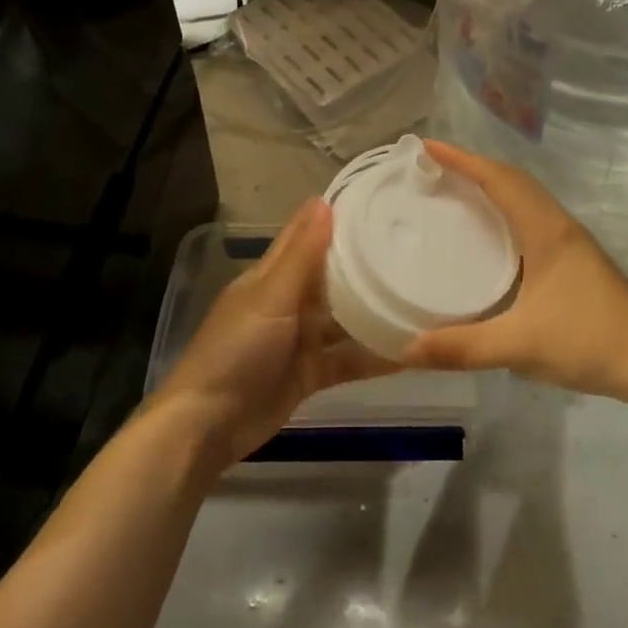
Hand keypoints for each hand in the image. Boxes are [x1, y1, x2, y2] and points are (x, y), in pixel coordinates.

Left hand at [152, 198, 393, 467]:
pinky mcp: (310, 373)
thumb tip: (323, 201)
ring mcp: (299, 339)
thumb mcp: (270, 298)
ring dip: (373, 311)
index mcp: (271, 277)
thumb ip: (302, 256)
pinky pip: (346, 359)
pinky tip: (408, 352)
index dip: (333, 218)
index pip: (305, 236)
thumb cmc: (236, 350)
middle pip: (330, 277)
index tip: (375, 201)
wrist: (208, 426)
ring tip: (419, 297)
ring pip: (343, 319)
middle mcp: (288, 302)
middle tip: (413, 247)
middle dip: (364, 264)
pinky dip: (372, 357)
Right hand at [397, 142, 627, 397]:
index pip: (500, 180)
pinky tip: (489, 233)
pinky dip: (504, 208)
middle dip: (473, 166)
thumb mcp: (521, 345)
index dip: (463, 160)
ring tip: (454, 190)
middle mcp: (558, 225)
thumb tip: (408, 349)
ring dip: (491, 184)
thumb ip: (463, 348)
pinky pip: (531, 215)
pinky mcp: (574, 258)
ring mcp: (570, 241)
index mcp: (546, 231)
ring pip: (525, 196)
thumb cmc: (588, 341)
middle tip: (433, 168)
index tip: (427, 147)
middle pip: (513, 179)